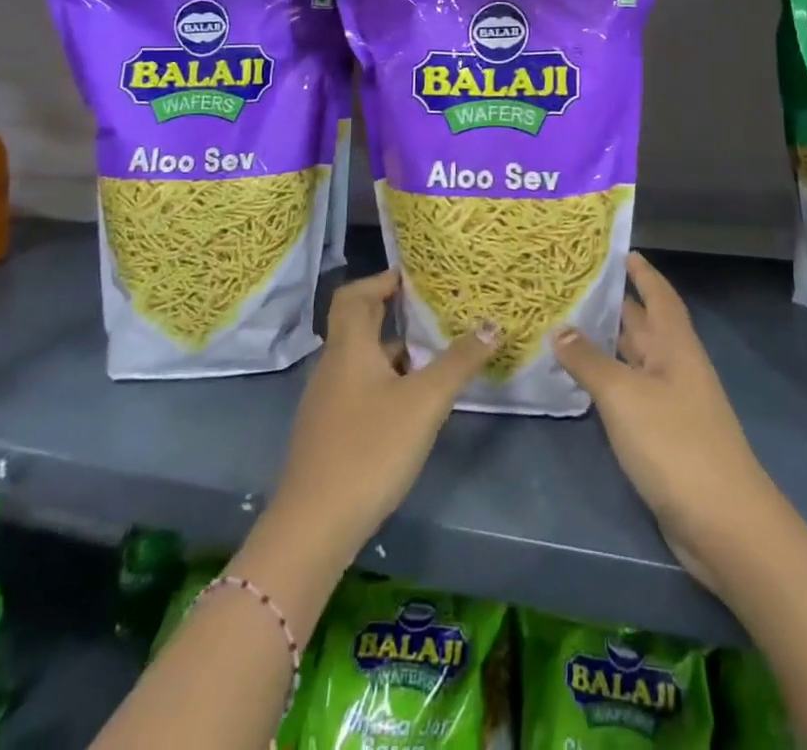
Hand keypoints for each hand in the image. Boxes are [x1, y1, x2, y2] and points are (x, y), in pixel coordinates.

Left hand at [269, 269, 497, 559]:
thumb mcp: (424, 402)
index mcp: (349, 347)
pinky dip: (385, 382)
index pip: (354, 294)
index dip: (381, 280)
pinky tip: (411, 405)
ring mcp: (327, 402)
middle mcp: (333, 366)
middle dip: (393, 313)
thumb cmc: (370, 448)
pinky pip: (359, 389)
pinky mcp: (329, 432)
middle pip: (358, 324)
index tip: (415, 279)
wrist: (314, 526)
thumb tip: (492, 324)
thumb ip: (459, 361)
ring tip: (433, 356)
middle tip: (433, 310)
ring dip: (393, 351)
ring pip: (361, 360)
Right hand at [554, 252, 781, 596]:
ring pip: (635, 360)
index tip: (622, 251)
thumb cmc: (675, 444)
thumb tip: (559, 328)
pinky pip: (631, 393)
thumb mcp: (624, 395)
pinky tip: (583, 381)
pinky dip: (608, 381)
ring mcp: (672, 403)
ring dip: (607, 343)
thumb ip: (589, 360)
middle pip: (644, 325)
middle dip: (615, 305)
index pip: (659, 296)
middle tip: (575, 284)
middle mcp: (675, 367)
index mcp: (675, 346)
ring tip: (567, 324)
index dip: (643, 273)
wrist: (723, 523)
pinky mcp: (664, 436)